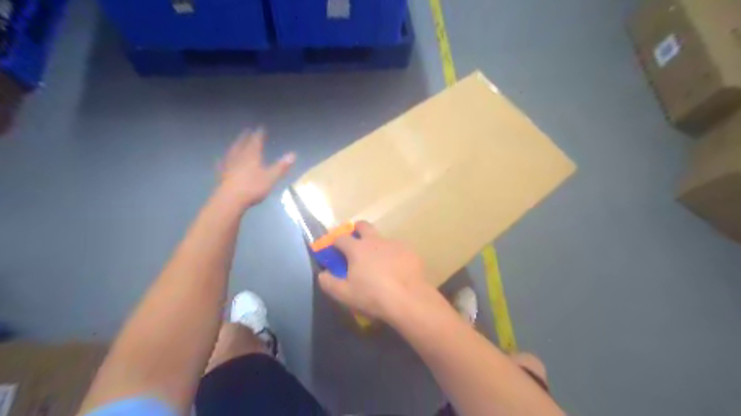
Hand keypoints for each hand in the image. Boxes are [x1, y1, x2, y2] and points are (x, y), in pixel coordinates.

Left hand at [217, 131, 294, 207]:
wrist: (230, 199)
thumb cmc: (253, 187)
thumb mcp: (271, 177)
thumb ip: (281, 166)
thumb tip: (293, 154)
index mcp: (252, 156)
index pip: (256, 142)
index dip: (259, 134)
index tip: (261, 128)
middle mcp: (239, 157)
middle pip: (242, 144)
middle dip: (246, 137)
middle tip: (247, 131)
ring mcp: (229, 165)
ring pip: (232, 152)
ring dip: (235, 145)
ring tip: (236, 142)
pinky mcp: (222, 175)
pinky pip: (222, 164)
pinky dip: (223, 160)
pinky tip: (221, 160)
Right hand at [319, 220, 434, 321]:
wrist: (409, 299)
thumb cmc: (373, 296)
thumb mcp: (345, 294)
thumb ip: (329, 283)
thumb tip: (322, 274)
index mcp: (357, 248)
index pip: (341, 238)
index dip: (335, 242)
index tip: (333, 249)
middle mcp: (375, 240)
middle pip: (363, 225)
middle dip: (357, 229)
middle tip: (356, 243)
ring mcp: (394, 244)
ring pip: (382, 239)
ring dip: (377, 246)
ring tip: (379, 264)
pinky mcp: (410, 251)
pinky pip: (398, 249)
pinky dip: (393, 256)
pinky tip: (396, 271)